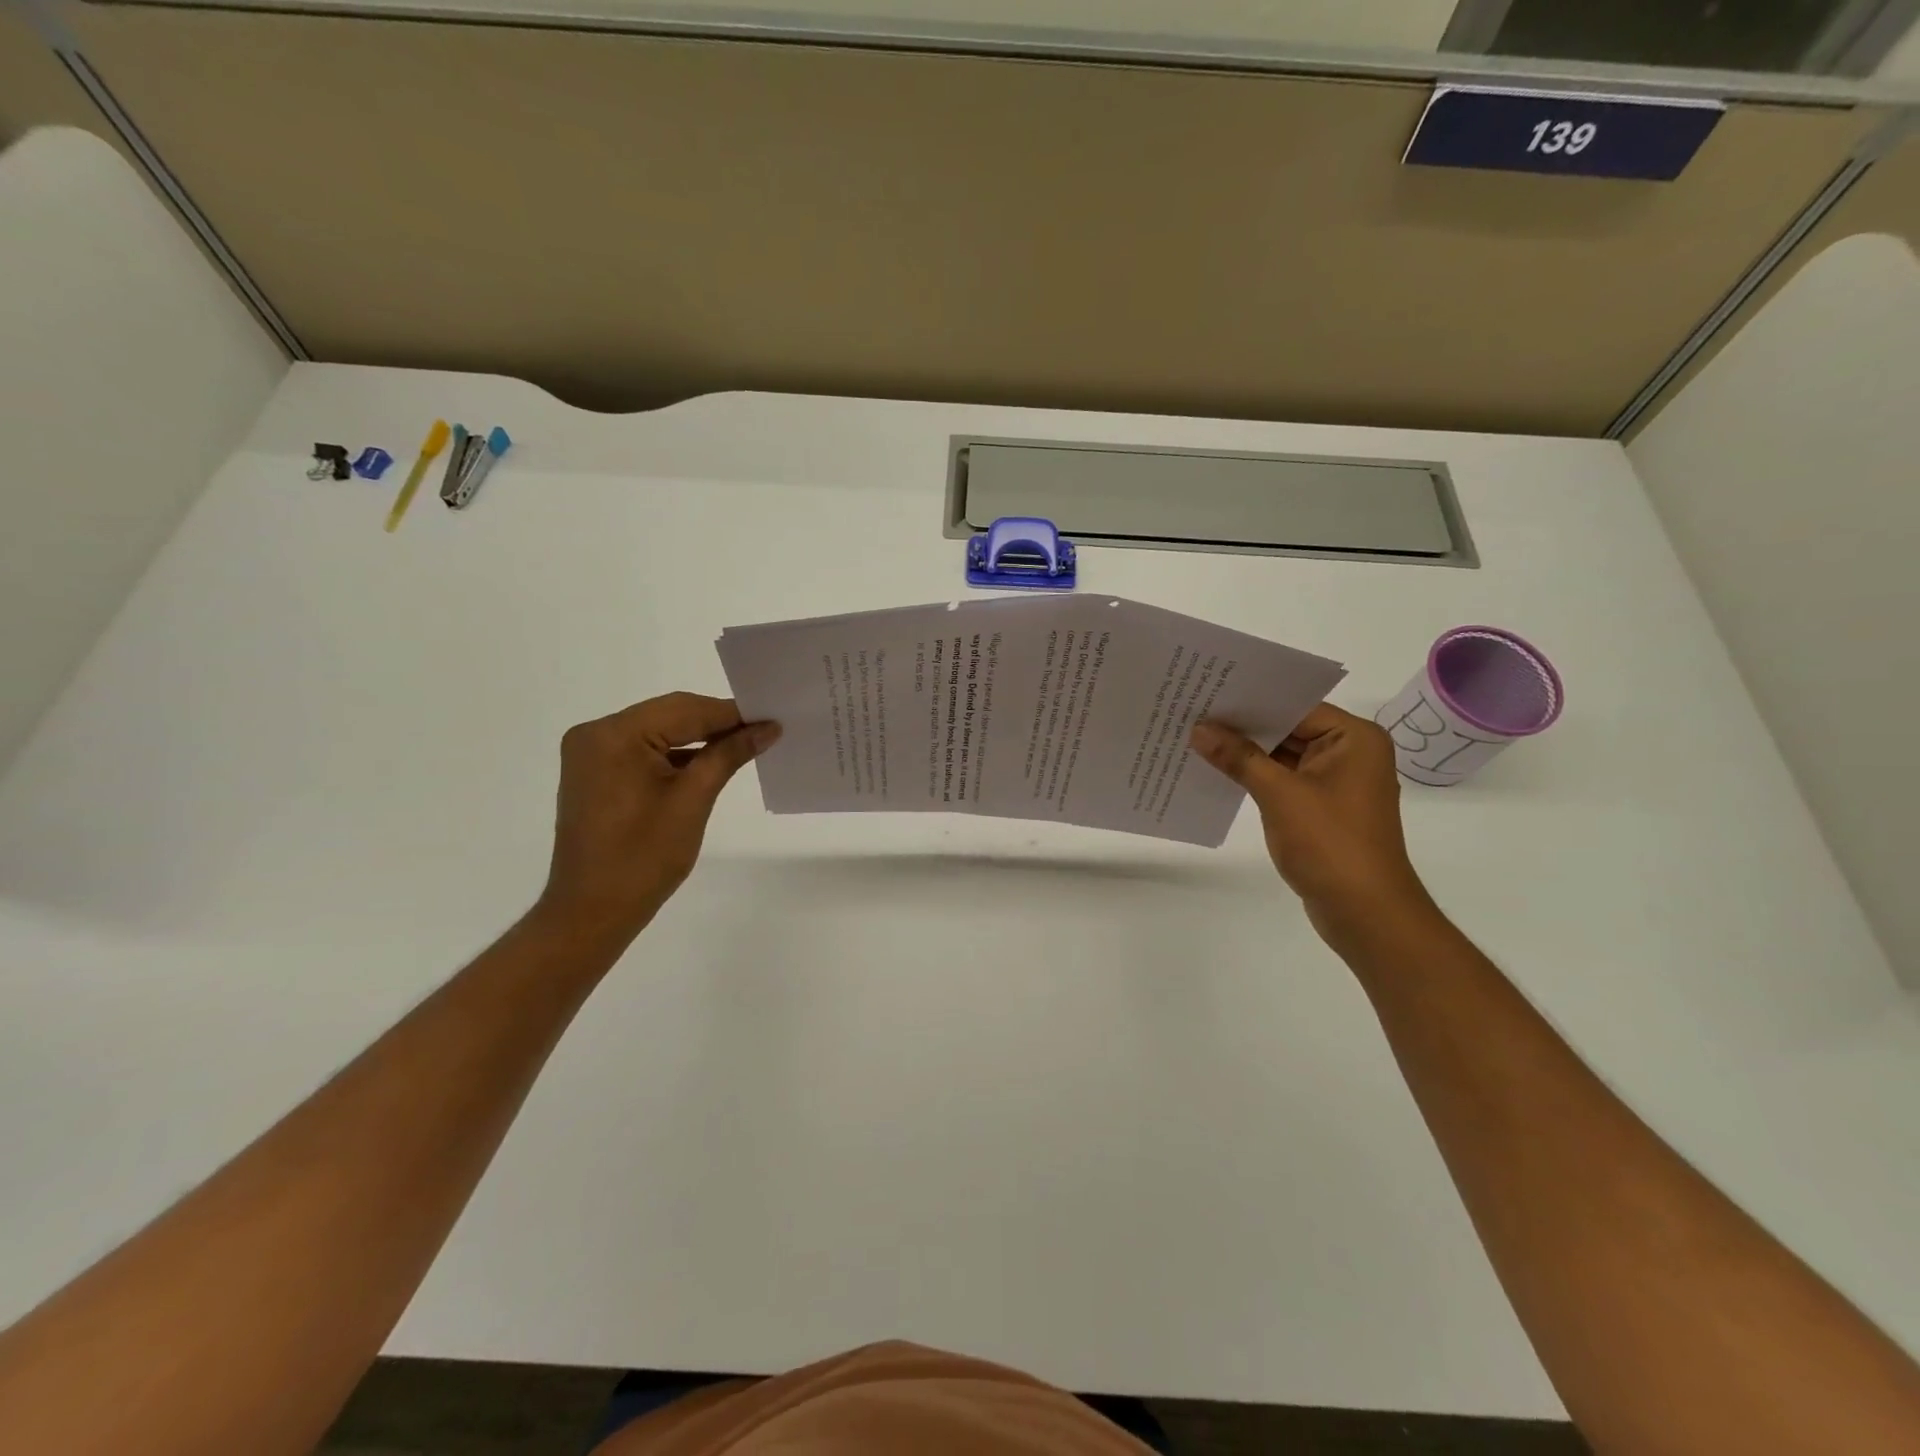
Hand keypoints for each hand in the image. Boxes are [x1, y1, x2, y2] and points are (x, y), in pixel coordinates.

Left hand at [537, 693, 779, 940]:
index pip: (685, 709)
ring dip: (698, 738)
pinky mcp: (595, 772)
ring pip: (658, 731)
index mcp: (615, 735)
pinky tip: (709, 762)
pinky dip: (676, 755)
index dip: (732, 714)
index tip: (773, 718)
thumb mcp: (693, 801)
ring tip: (744, 745)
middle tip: (764, 730)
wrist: (591, 912)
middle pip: (669, 715)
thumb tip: (767, 727)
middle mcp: (595, 733)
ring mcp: (591, 753)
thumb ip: (728, 755)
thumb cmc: (643, 858)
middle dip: (716, 723)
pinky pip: (643, 750)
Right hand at [1190, 704, 1431, 939]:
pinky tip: (1218, 771)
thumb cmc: (1330, 844)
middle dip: (1243, 726)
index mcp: (1354, 738)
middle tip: (1193, 712)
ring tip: (1196, 737)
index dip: (1251, 700)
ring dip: (1246, 752)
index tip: (1207, 692)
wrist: (1364, 912)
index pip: (1295, 706)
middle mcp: (1350, 753)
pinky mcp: (1321, 808)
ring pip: (1283, 755)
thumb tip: (1199, 729)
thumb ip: (1239, 757)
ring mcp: (1336, 782)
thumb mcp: (1279, 794)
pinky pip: (1283, 780)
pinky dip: (1255, 776)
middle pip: (1289, 728)